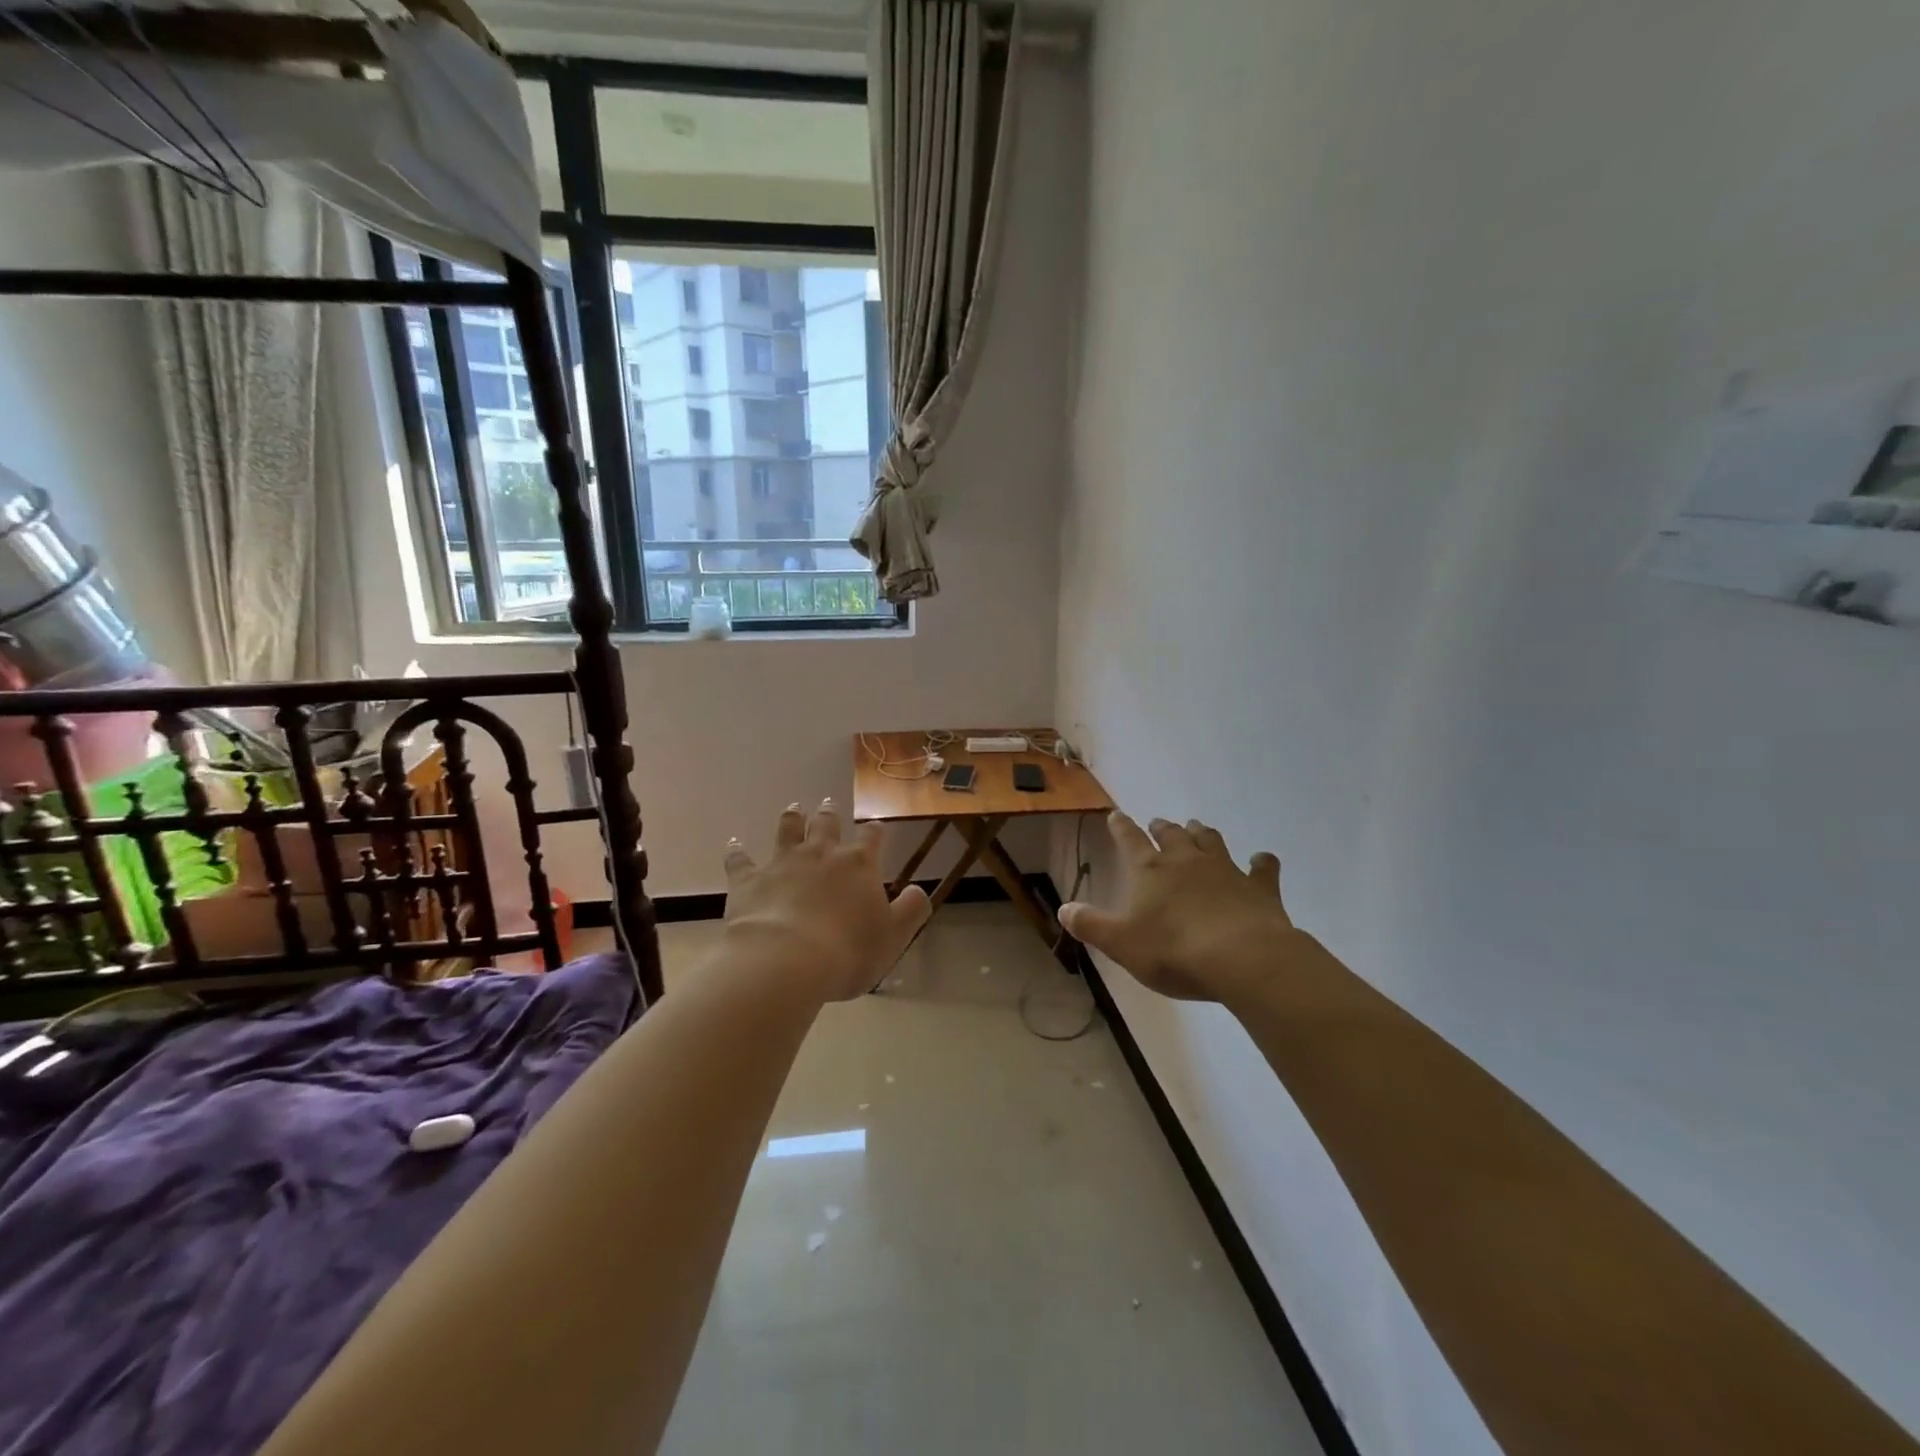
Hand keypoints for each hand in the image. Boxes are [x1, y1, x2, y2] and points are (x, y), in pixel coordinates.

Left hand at [721, 799, 930, 1002]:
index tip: (876, 826)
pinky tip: (734, 843)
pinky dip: (737, 851)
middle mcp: (821, 854)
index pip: (871, 838)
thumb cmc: (847, 951)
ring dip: (791, 818)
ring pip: (787, 831)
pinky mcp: (749, 880)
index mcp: (858, 865)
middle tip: (828, 803)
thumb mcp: (894, 937)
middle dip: (829, 814)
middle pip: (826, 825)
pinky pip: (740, 860)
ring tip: (793, 808)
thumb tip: (918, 891)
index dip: (875, 831)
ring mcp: (782, 863)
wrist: (786, 960)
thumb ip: (911, 911)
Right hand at [1058, 813, 1296, 1003]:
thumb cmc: (1175, 951)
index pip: (1130, 840)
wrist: (1243, 959)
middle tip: (1159, 824)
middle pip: (1172, 834)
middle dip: (1163, 828)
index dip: (1121, 827)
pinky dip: (1261, 862)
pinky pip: (1263, 868)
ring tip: (1197, 829)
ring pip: (1211, 841)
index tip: (1116, 815)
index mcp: (1151, 870)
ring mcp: (1226, 870)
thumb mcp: (1121, 944)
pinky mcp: (1259, 888)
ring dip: (1202, 834)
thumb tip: (1064, 909)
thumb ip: (1091, 925)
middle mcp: (1187, 861)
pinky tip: (1262, 860)